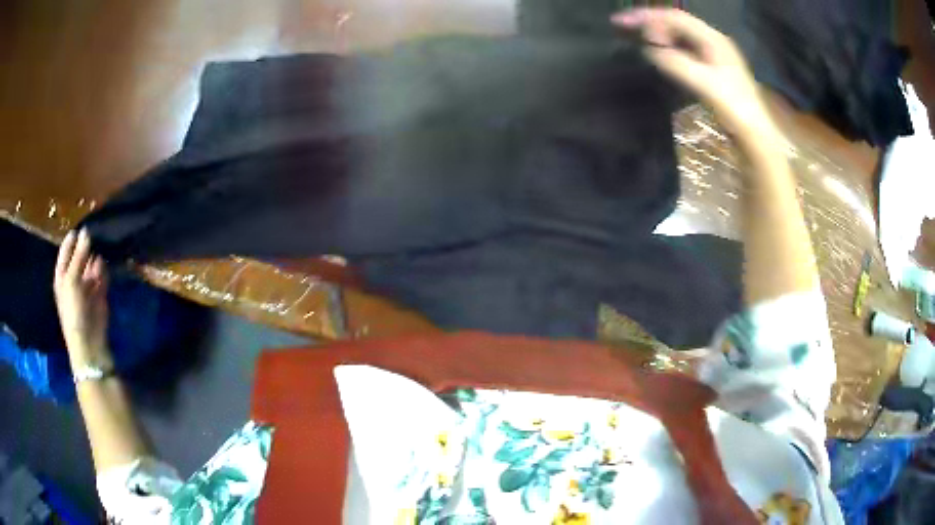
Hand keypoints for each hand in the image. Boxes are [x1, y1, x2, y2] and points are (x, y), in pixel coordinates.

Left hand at [54, 229, 111, 365]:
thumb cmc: (73, 311)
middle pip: (80, 255)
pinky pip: (102, 276)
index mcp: (62, 275)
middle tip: (97, 231)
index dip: (73, 238)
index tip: (84, 224)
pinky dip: (104, 270)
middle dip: (87, 246)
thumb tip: (86, 231)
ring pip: (92, 264)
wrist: (88, 342)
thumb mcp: (72, 281)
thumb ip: (78, 256)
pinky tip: (105, 265)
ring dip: (96, 257)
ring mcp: (87, 286)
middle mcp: (74, 278)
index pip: (66, 250)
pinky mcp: (99, 294)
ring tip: (104, 245)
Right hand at [612, 8, 778, 140]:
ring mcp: (714, 53)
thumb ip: (675, 63)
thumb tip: (649, 50)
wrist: (755, 133)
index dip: (647, 16)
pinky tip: (659, 53)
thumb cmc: (734, 108)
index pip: (674, 17)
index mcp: (713, 39)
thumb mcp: (704, 84)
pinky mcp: (712, 67)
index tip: (621, 21)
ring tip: (639, 39)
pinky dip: (668, 46)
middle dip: (650, 22)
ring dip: (659, 33)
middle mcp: (713, 40)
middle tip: (625, 28)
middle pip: (676, 22)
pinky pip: (684, 47)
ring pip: (680, 34)